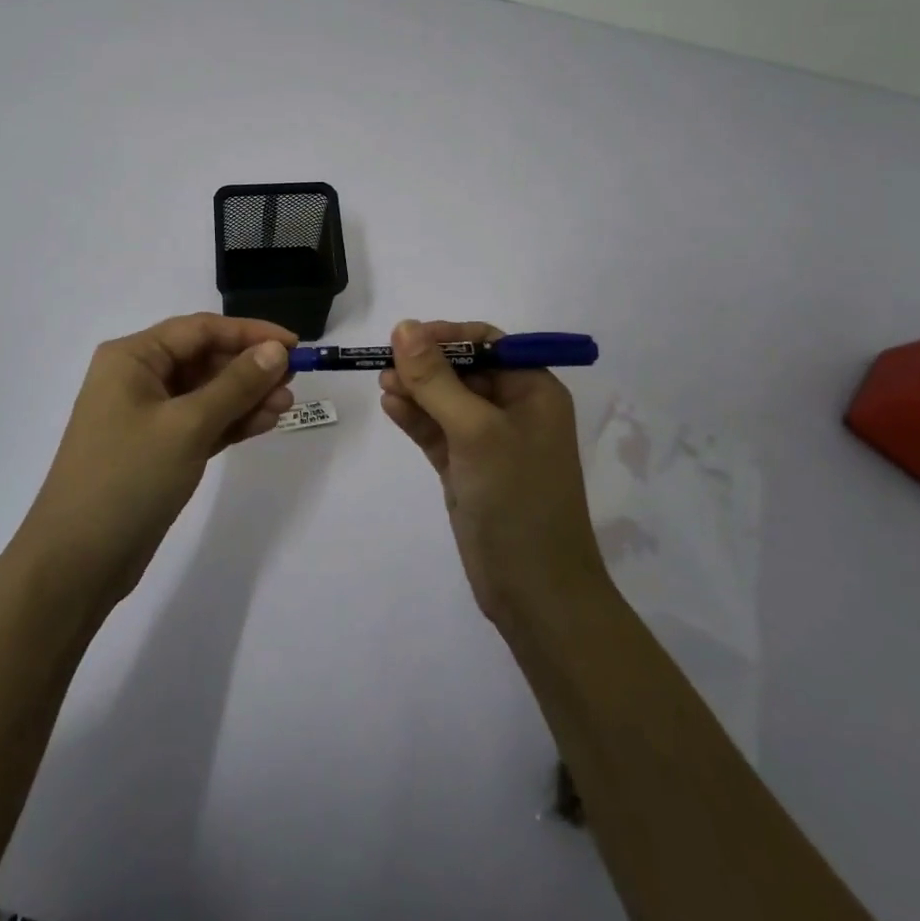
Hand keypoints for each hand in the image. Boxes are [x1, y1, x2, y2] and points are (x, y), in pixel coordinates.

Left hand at [15, 313, 295, 608]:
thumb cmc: (128, 478)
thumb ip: (235, 385)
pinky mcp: (157, 449)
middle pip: (204, 359)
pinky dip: (231, 422)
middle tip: (292, 382)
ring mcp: (146, 416)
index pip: (200, 329)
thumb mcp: (188, 426)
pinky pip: (201, 422)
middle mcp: (137, 378)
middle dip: (249, 368)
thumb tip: (276, 350)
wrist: (76, 563)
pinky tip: (264, 423)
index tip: (293, 344)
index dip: (249, 333)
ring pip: (206, 393)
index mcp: (132, 357)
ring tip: (285, 407)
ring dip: (245, 396)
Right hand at [379, 320, 609, 632]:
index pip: (487, 343)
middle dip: (425, 364)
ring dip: (415, 389)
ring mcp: (487, 441)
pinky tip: (390, 407)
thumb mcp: (476, 431)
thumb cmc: (517, 499)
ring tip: (383, 384)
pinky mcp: (466, 468)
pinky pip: (436, 431)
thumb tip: (404, 326)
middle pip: (461, 369)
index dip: (446, 336)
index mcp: (532, 391)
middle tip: (385, 365)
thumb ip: (436, 379)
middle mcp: (513, 409)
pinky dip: (415, 417)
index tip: (406, 339)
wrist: (536, 593)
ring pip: (444, 400)